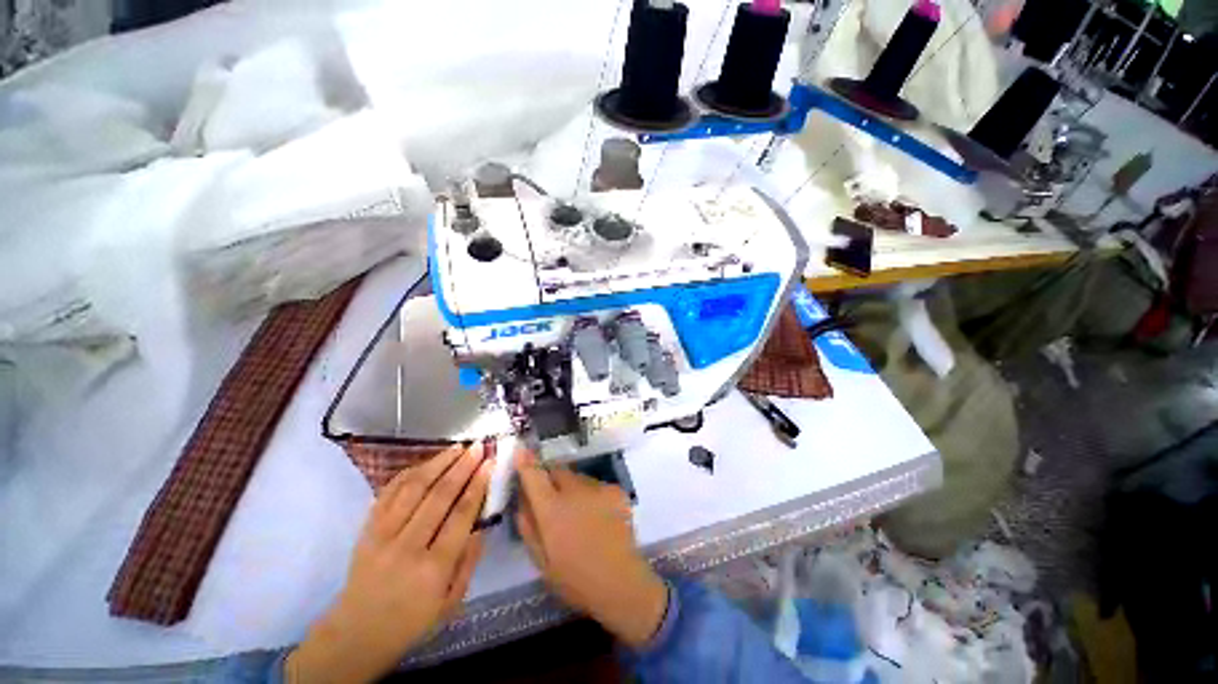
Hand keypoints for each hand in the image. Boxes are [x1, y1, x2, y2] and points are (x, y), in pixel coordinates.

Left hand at [287, 443, 491, 683]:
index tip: (490, 463)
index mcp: (433, 569)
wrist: (356, 634)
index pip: (461, 515)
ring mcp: (382, 536)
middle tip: (478, 446)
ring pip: (412, 488)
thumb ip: (469, 561)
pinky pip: (388, 493)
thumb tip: (482, 523)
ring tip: (456, 448)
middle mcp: (407, 547)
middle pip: (439, 496)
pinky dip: (408, 473)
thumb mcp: (451, 602)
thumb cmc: (411, 621)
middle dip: (462, 467)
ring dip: (437, 463)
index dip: (478, 484)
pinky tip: (425, 463)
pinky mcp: (366, 530)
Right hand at [514, 448, 667, 648]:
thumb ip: (528, 526)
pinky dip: (592, 495)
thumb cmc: (575, 579)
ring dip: (572, 487)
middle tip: (552, 498)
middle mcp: (575, 490)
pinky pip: (596, 486)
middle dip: (550, 477)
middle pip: (558, 470)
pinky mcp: (616, 490)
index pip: (535, 475)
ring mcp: (599, 488)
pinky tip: (598, 517)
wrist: (621, 583)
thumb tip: (522, 501)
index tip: (521, 450)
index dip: (526, 461)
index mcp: (553, 509)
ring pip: (578, 477)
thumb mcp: (541, 560)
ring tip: (579, 514)